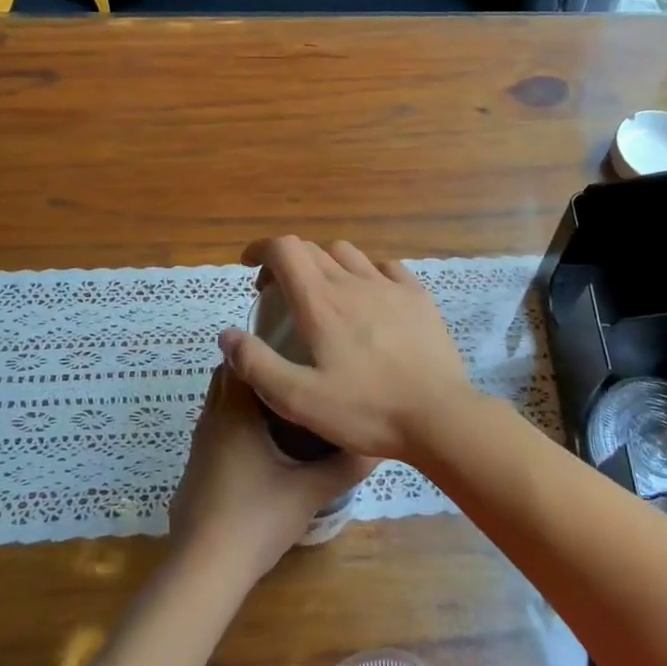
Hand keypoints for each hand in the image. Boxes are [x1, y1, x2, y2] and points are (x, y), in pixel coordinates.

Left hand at [168, 366, 374, 583]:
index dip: (263, 347)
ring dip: (245, 400)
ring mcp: (198, 447)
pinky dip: (235, 426)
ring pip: (219, 406)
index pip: (239, 359)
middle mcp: (211, 421)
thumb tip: (377, 446)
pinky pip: (215, 431)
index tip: (295, 346)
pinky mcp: (195, 471)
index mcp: (234, 413)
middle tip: (296, 375)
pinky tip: (263, 448)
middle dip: (256, 371)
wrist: (205, 570)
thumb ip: (345, 465)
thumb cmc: (257, 518)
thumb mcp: (310, 490)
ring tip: (285, 407)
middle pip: (227, 378)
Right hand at [217, 236, 475, 462]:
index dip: (262, 249)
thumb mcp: (299, 399)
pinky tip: (369, 296)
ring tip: (323, 294)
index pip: (285, 249)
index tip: (250, 266)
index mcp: (321, 303)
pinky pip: (386, 267)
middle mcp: (353, 282)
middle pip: (312, 250)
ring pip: (348, 253)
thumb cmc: (366, 410)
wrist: (439, 416)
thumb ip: (257, 365)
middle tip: (279, 294)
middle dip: (287, 262)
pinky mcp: (418, 297)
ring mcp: (390, 286)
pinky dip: (366, 271)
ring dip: (325, 264)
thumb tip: (227, 334)